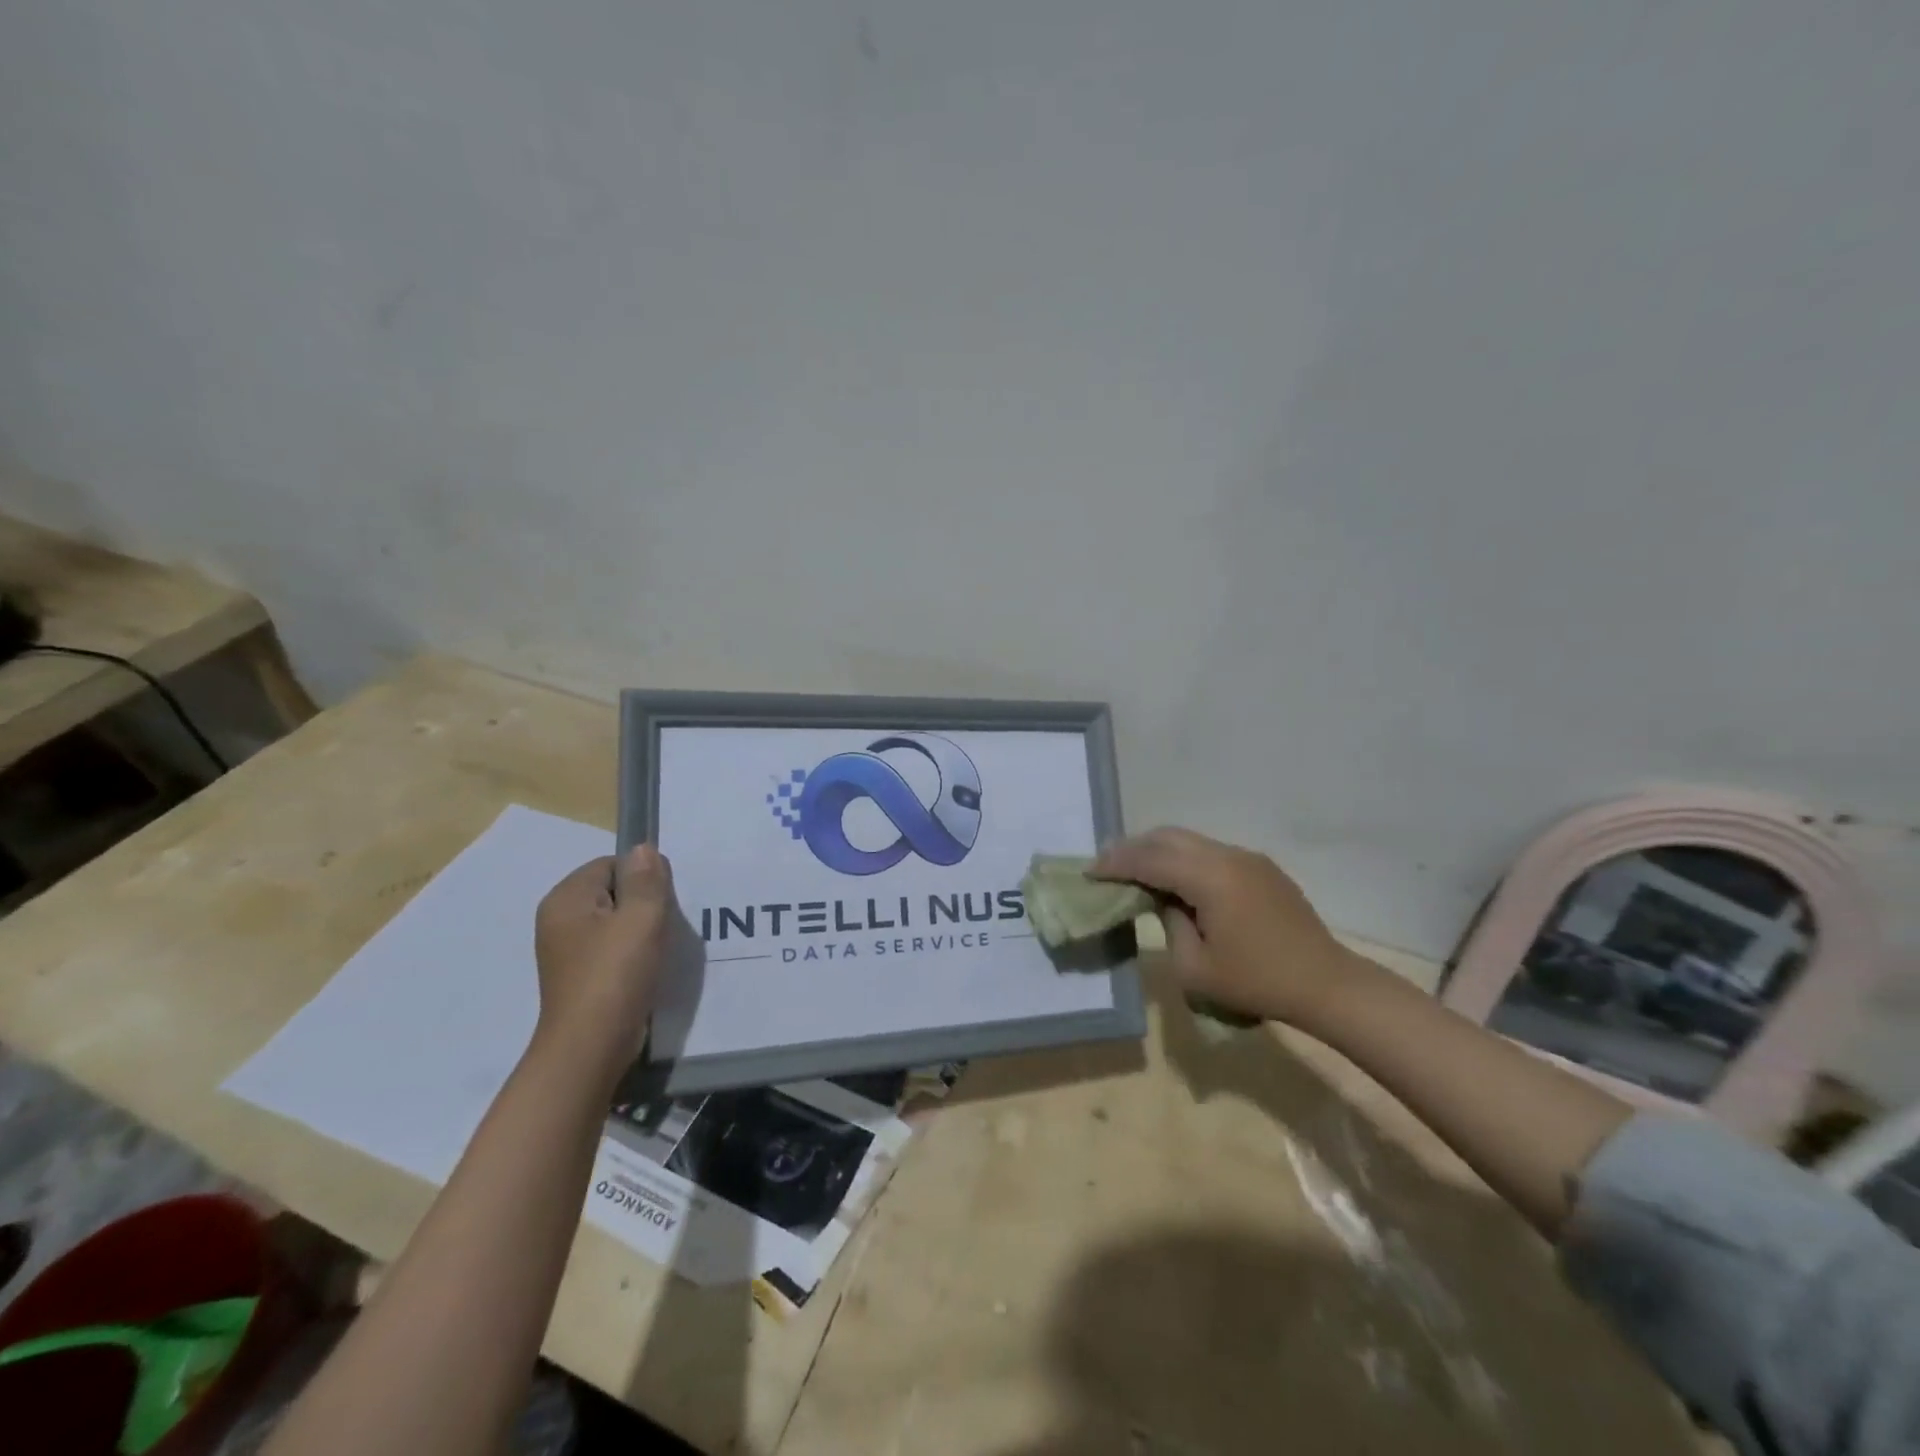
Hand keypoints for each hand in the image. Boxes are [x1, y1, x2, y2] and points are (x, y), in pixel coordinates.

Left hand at [532, 846, 675, 1077]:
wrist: (590, 1047)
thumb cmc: (615, 975)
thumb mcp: (641, 919)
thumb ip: (646, 879)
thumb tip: (644, 848)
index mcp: (566, 898)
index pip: (612, 864)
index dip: (643, 878)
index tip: (661, 904)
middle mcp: (559, 919)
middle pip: (613, 892)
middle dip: (643, 905)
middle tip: (663, 927)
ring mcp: (567, 950)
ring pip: (615, 922)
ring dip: (641, 931)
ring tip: (658, 949)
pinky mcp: (580, 976)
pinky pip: (612, 948)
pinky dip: (632, 954)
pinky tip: (647, 969)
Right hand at [1093, 827, 1359, 1025]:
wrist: (1326, 983)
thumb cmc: (1257, 982)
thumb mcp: (1195, 968)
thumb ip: (1169, 925)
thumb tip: (1164, 901)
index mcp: (1209, 878)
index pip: (1149, 860)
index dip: (1116, 863)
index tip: (1090, 871)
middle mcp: (1226, 856)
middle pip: (1167, 837)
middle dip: (1133, 847)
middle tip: (1107, 865)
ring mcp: (1246, 857)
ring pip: (1189, 840)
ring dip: (1158, 850)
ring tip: (1135, 869)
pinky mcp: (1260, 867)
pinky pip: (1210, 851)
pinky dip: (1183, 858)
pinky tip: (1176, 880)